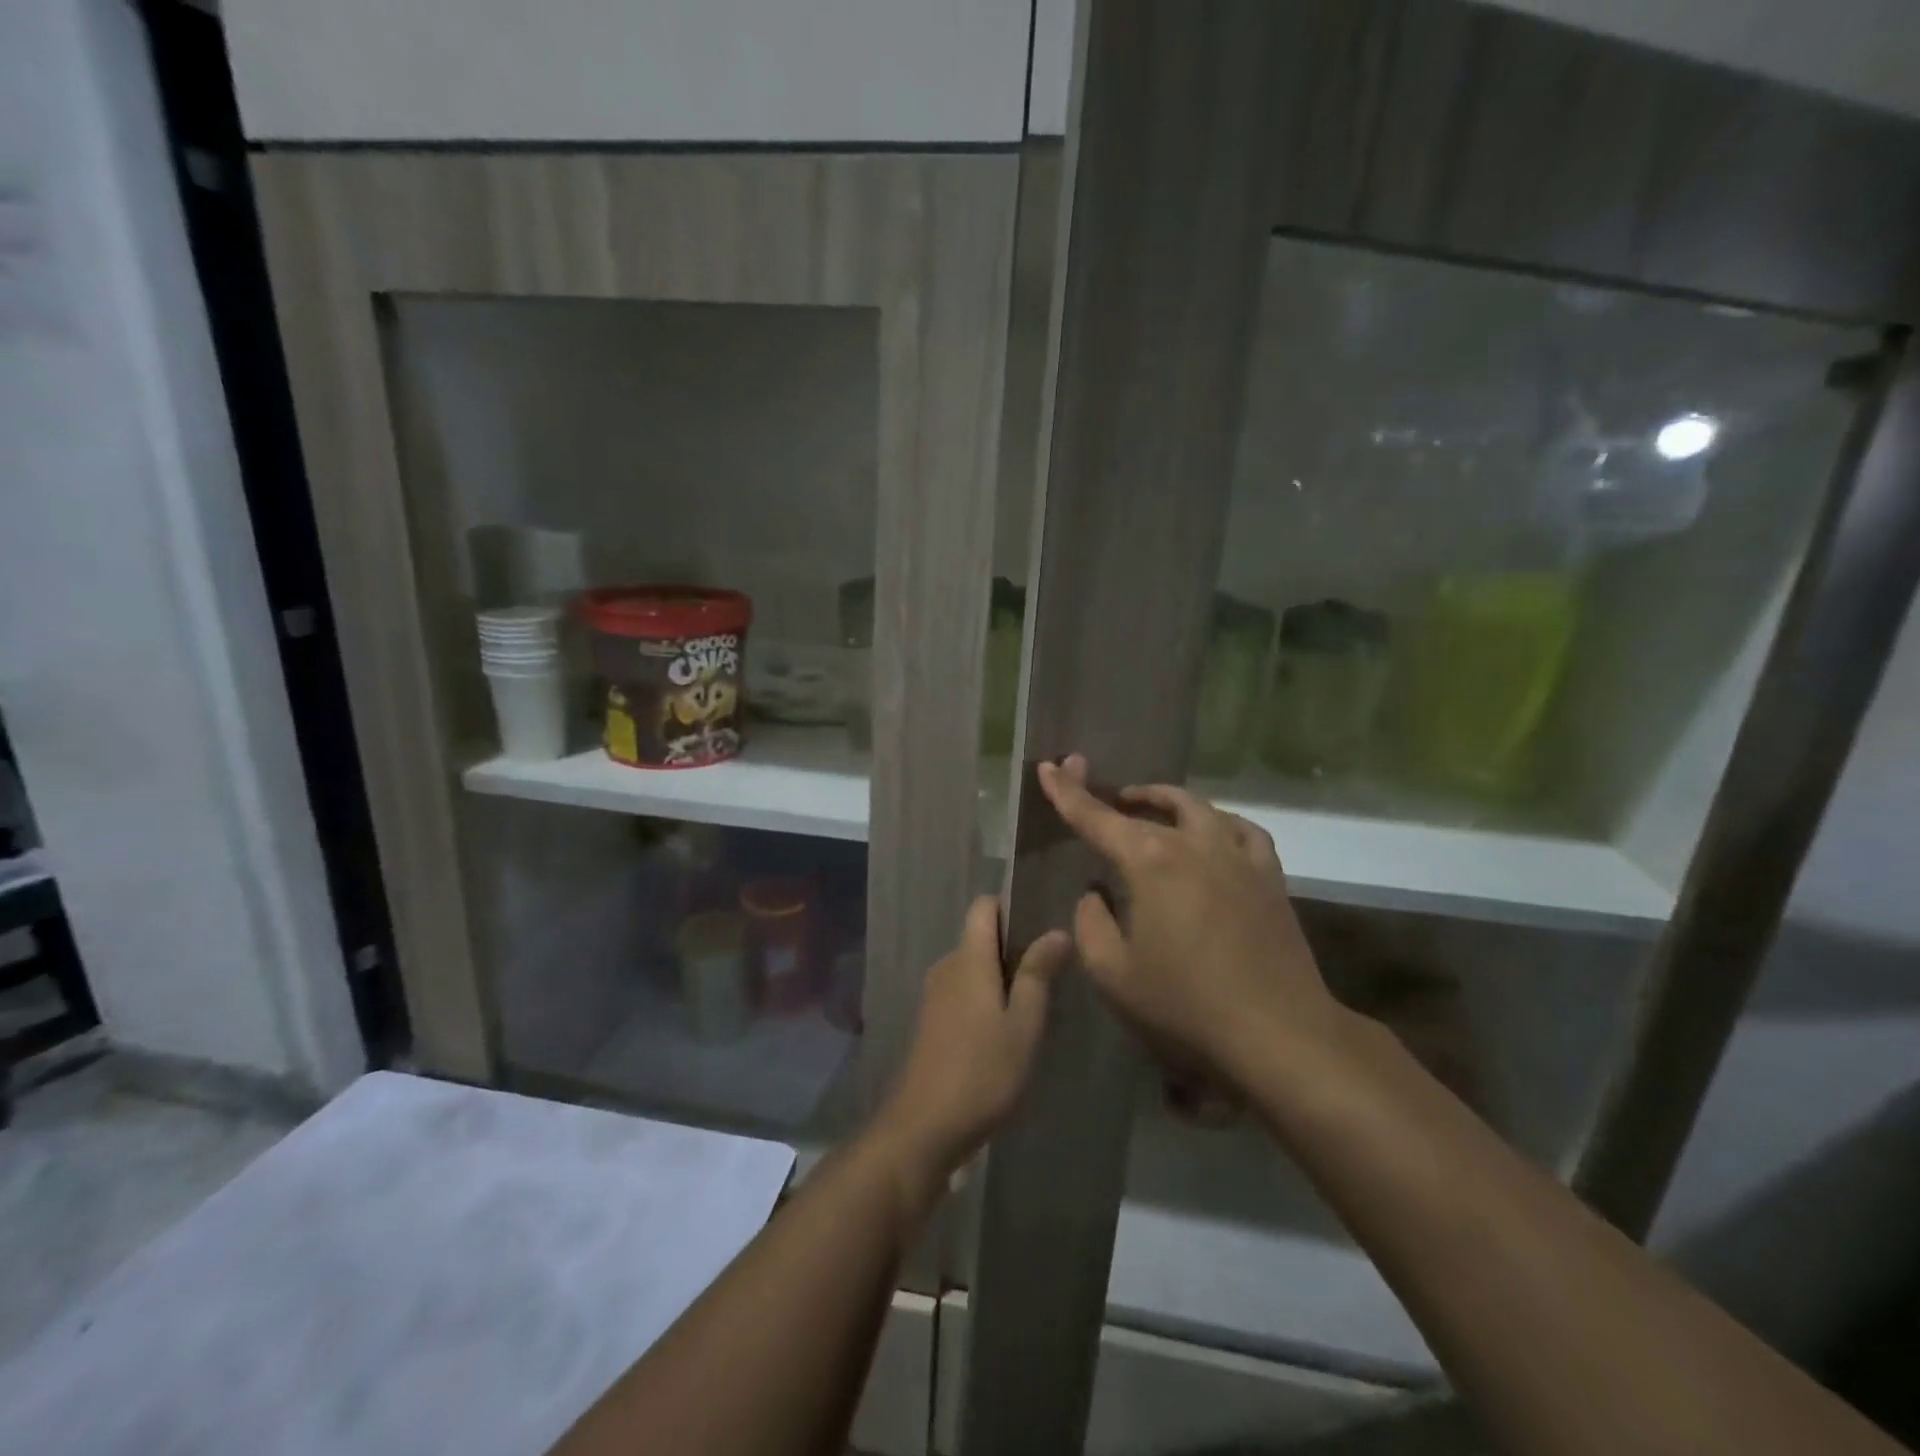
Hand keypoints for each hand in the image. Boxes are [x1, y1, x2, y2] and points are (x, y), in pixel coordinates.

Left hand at [873, 896, 1070, 1186]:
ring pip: (973, 968)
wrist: (923, 1128)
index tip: (1043, 924)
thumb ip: (1038, 974)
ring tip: (1035, 1006)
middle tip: (1052, 975)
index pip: (984, 907)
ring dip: (1002, 978)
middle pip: (981, 937)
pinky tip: (1006, 1032)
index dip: (1012, 907)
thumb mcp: (1023, 1025)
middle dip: (1014, 948)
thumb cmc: (982, 1073)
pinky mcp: (931, 1022)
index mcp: (968, 959)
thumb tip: (1057, 931)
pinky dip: (985, 999)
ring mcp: (934, 995)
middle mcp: (947, 967)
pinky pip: (963, 992)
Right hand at [1036, 754, 1343, 1086]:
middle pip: (1152, 804)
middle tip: (1103, 799)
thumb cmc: (1185, 1005)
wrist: (1279, 1033)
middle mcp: (1194, 844)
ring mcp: (1237, 856)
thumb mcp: (1113, 973)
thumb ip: (1091, 924)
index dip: (1067, 792)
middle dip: (1120, 796)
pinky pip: (1242, 831)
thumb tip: (1096, 894)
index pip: (1096, 817)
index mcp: (1150, 861)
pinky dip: (1219, 823)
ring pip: (1198, 808)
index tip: (1048, 767)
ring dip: (1167, 802)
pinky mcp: (1269, 876)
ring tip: (1150, 808)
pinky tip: (1213, 834)